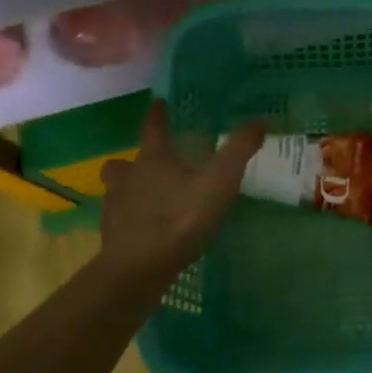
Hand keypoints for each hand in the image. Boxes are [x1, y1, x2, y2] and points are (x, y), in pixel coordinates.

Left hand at [97, 101, 265, 284]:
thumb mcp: (218, 183)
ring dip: (128, 190)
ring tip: (148, 200)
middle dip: (133, 161)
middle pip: (123, 163)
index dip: (156, 115)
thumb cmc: (179, 219)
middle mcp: (128, 178)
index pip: (153, 128)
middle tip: (150, 165)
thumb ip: (238, 151)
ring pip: (116, 191)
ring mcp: (115, 208)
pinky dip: (130, 220)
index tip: (157, 103)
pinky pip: (119, 220)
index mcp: (153, 159)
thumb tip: (259, 120)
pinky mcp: (111, 236)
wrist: (138, 269)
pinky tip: (145, 230)